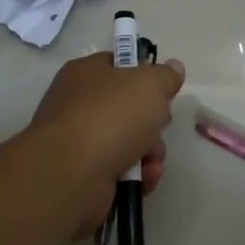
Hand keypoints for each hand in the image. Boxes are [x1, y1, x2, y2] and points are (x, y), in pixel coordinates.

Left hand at [25, 51, 186, 236]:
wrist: (71, 175)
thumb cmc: (111, 117)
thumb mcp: (151, 84)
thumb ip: (166, 75)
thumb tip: (173, 68)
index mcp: (86, 73)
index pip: (119, 65)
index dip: (144, 75)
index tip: (162, 89)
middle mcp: (78, 104)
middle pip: (129, 107)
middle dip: (153, 121)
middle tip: (159, 125)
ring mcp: (79, 141)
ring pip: (130, 141)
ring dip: (150, 152)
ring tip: (150, 161)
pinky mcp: (84, 174)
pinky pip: (121, 169)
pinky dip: (137, 175)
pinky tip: (143, 179)